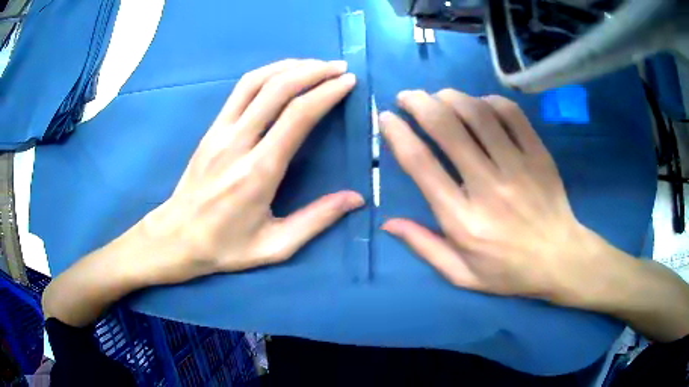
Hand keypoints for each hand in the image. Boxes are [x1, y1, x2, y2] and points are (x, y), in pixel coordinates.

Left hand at [141, 59, 363, 283]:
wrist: (176, 238)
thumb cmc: (225, 246)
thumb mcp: (275, 246)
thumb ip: (316, 220)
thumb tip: (356, 198)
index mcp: (259, 172)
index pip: (297, 116)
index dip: (326, 93)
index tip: (348, 82)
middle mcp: (239, 143)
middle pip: (278, 89)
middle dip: (314, 71)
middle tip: (339, 67)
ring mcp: (220, 132)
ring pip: (256, 82)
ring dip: (289, 66)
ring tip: (315, 64)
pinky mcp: (211, 130)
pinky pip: (239, 90)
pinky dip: (265, 74)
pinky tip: (282, 73)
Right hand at [379, 89, 617, 303]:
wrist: (559, 259)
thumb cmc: (509, 271)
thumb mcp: (461, 274)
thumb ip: (425, 247)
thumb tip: (388, 222)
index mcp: (463, 219)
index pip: (421, 164)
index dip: (398, 134)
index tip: (387, 119)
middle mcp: (488, 187)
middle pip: (447, 128)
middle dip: (419, 103)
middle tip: (407, 97)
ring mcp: (517, 167)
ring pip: (478, 114)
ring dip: (451, 97)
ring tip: (439, 96)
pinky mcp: (539, 155)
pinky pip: (512, 115)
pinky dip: (490, 102)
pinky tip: (480, 104)